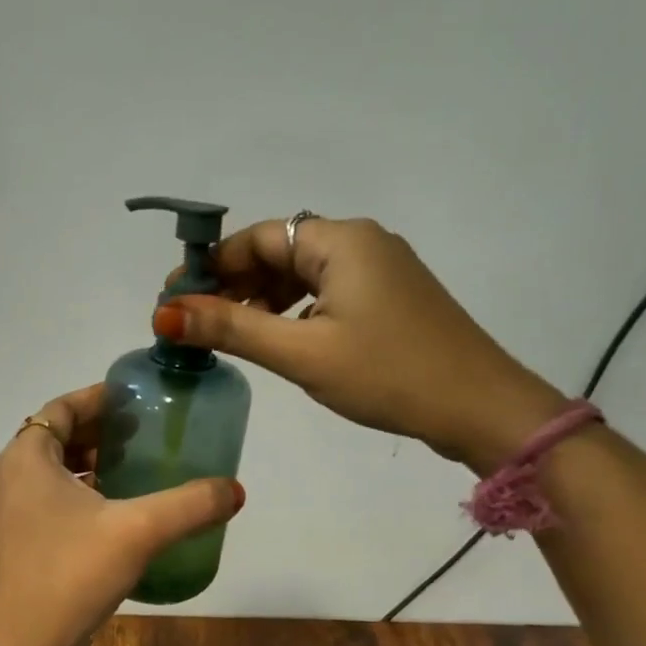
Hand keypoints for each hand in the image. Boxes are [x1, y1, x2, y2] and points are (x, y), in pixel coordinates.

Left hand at [0, 385, 243, 645]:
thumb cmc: (71, 575)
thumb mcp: (139, 532)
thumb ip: (190, 505)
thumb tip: (236, 490)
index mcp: (26, 458)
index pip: (61, 408)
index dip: (98, 398)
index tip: (135, 400)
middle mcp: (8, 478)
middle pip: (54, 437)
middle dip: (97, 431)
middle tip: (142, 434)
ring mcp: (5, 514)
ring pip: (49, 472)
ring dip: (87, 464)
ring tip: (132, 470)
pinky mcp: (11, 544)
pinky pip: (45, 501)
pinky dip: (76, 494)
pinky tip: (111, 516)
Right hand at [157, 216, 563, 471]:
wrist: (480, 408)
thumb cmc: (387, 374)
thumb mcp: (301, 353)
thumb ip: (231, 329)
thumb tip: (165, 313)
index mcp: (339, 241)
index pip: (256, 237)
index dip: (211, 266)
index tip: (174, 301)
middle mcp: (360, 242)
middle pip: (278, 252)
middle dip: (234, 285)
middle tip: (196, 325)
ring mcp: (379, 270)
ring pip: (301, 274)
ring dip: (261, 301)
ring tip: (230, 338)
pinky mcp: (389, 298)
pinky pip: (326, 293)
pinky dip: (293, 312)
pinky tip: (279, 341)